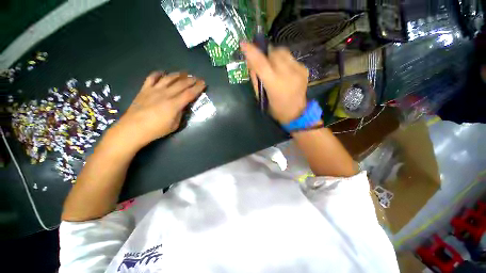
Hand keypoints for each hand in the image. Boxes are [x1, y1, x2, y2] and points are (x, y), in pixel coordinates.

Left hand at [114, 72, 205, 148]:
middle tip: (197, 78)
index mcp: (174, 104)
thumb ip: (180, 114)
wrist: (133, 128)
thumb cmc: (156, 130)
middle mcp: (165, 94)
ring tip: (184, 73)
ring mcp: (154, 90)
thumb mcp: (174, 125)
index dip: (198, 88)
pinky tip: (163, 73)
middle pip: (181, 84)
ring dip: (178, 75)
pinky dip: (158, 73)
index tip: (203, 83)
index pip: (189, 93)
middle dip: (191, 80)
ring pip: (168, 78)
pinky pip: (151, 77)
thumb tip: (182, 107)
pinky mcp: (144, 89)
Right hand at [241, 42, 308, 123]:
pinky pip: (290, 58)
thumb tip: (250, 62)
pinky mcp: (304, 69)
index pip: (261, 64)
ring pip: (283, 52)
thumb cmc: (275, 109)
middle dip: (265, 54)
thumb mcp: (261, 97)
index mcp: (275, 85)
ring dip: (274, 56)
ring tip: (273, 66)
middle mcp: (288, 74)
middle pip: (273, 53)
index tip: (243, 43)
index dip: (251, 52)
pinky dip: (283, 61)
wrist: (296, 113)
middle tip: (262, 62)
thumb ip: (256, 79)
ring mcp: (298, 70)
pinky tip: (283, 71)